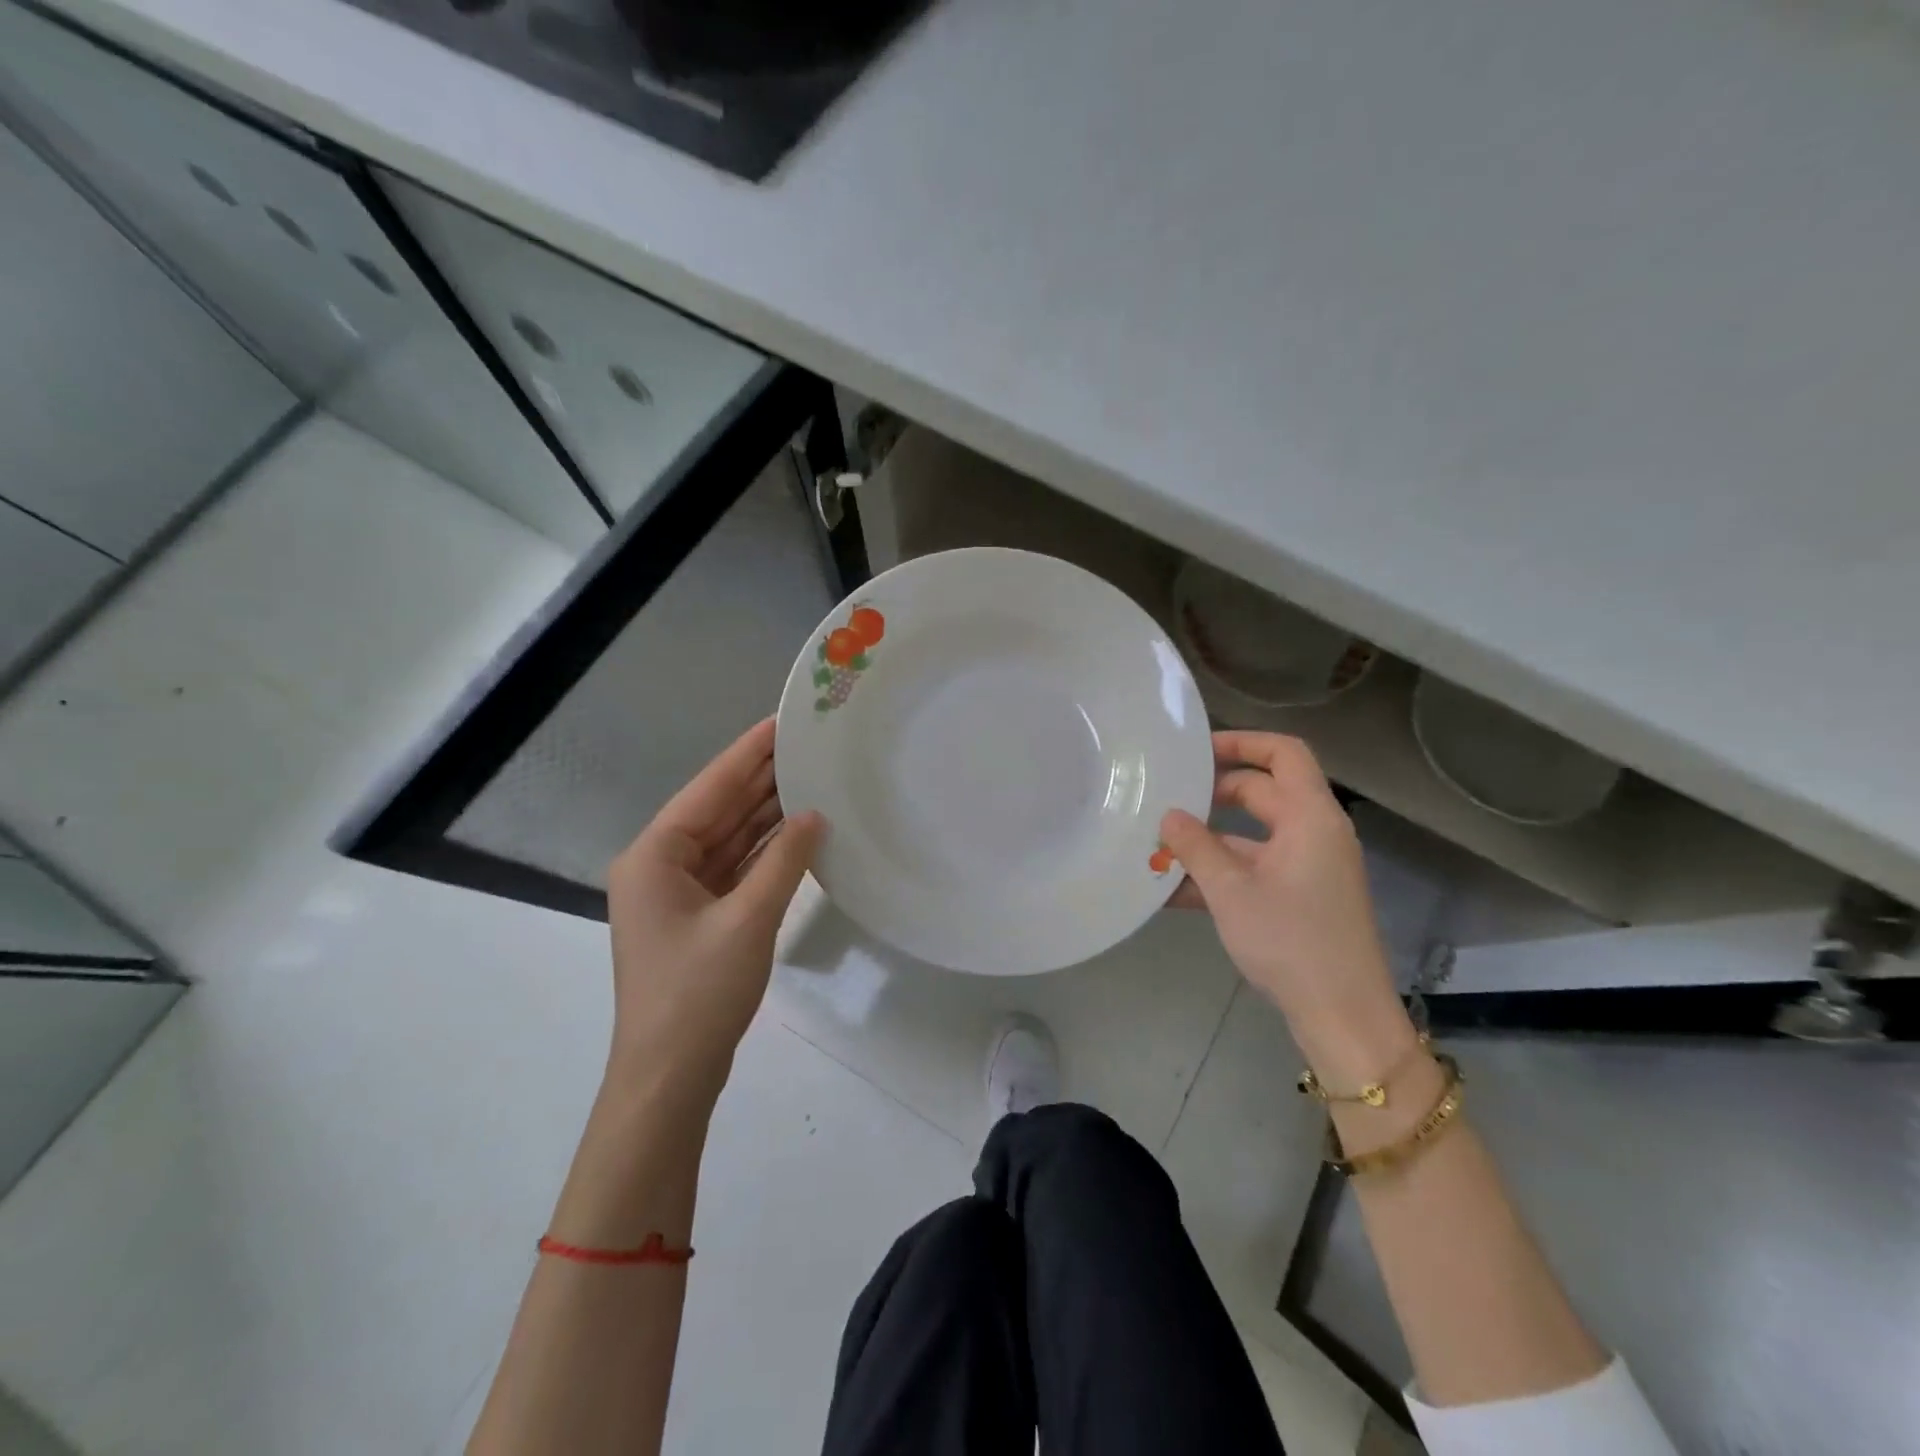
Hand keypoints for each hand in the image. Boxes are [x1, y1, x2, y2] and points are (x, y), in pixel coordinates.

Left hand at [604, 719, 822, 1105]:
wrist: (670, 1077)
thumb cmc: (699, 994)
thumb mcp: (748, 920)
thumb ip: (784, 861)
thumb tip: (814, 816)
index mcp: (654, 857)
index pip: (708, 789)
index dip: (747, 754)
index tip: (781, 722)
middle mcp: (659, 866)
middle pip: (717, 810)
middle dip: (760, 780)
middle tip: (807, 745)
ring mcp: (678, 894)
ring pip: (727, 839)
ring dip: (765, 815)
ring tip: (810, 779)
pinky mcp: (698, 917)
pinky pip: (734, 868)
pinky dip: (764, 852)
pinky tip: (798, 833)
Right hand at [1161, 732, 1415, 1084]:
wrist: (1342, 1017)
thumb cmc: (1290, 942)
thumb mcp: (1231, 891)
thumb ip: (1195, 847)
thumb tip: (1168, 816)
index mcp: (1310, 817)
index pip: (1284, 753)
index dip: (1242, 742)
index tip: (1196, 751)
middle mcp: (1314, 833)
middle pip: (1262, 792)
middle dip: (1211, 796)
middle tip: (1164, 799)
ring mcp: (1309, 867)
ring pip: (1252, 835)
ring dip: (1208, 841)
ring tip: (1157, 847)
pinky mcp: (1301, 897)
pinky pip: (1256, 868)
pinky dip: (1221, 872)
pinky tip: (1174, 891)